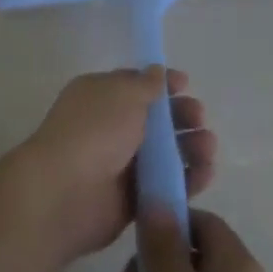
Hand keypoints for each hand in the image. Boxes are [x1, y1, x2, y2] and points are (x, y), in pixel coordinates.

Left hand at [13, 66, 216, 260]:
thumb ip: (146, 84)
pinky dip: (188, 179)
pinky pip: (165, 185)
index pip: (137, 85)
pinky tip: (206, 173)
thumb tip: (157, 72)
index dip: (163, 84)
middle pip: (156, 120)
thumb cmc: (94, 130)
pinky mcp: (132, 199)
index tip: (187, 85)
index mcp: (101, 96)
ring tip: (208, 147)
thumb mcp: (123, 94)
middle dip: (182, 116)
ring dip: (190, 147)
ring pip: (165, 153)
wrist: (65, 192)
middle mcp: (111, 127)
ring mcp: (121, 164)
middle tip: (199, 119)